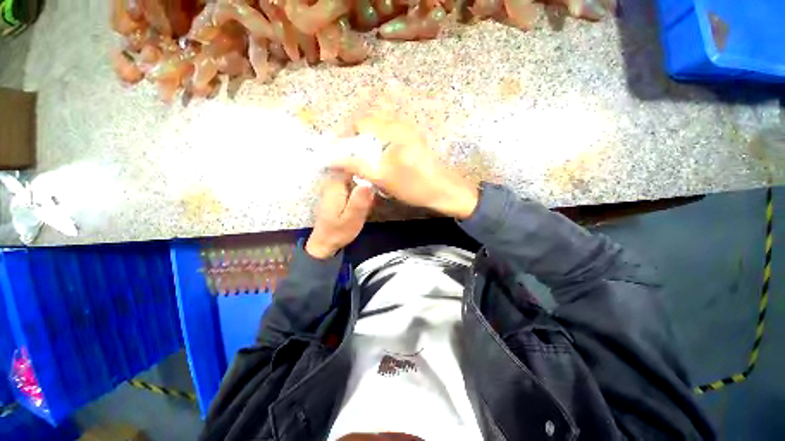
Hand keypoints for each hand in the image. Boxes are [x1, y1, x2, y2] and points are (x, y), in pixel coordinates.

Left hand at [305, 173, 374, 258]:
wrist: (324, 243)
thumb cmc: (338, 232)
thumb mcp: (352, 219)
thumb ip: (359, 201)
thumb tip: (368, 183)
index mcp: (336, 186)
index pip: (352, 167)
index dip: (366, 170)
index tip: (377, 178)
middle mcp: (332, 184)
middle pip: (353, 172)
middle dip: (366, 179)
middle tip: (375, 193)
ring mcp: (333, 189)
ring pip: (352, 179)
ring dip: (363, 187)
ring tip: (371, 199)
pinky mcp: (335, 195)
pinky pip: (349, 187)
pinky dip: (358, 192)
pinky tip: (364, 203)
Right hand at [332, 116, 478, 219]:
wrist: (445, 191)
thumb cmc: (414, 185)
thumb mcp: (383, 178)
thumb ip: (356, 166)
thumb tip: (332, 159)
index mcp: (394, 130)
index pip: (360, 121)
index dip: (345, 133)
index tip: (339, 149)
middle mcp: (402, 123)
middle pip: (370, 118)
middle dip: (355, 132)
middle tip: (348, 150)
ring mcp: (410, 130)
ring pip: (381, 123)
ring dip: (367, 134)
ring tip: (360, 151)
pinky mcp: (414, 138)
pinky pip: (391, 130)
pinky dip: (379, 136)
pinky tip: (378, 150)